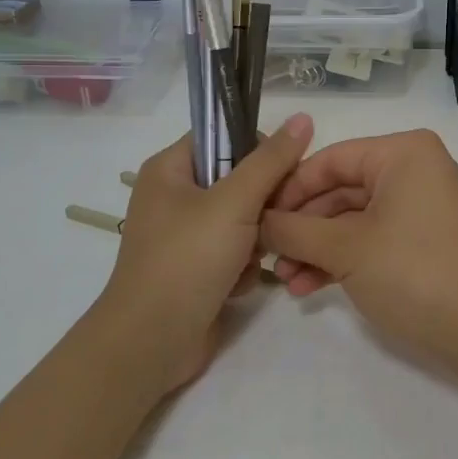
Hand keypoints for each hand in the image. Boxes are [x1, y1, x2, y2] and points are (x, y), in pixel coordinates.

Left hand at [96, 111, 313, 395]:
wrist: (153, 341)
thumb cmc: (187, 259)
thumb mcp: (234, 202)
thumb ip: (271, 161)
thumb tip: (304, 117)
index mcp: (169, 169)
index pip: (222, 136)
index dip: (256, 147)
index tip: (285, 171)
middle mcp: (175, 197)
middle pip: (238, 180)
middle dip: (262, 203)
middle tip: (274, 218)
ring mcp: (186, 235)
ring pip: (243, 218)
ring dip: (256, 239)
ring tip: (254, 258)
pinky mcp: (198, 268)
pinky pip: (236, 251)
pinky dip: (244, 266)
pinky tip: (239, 284)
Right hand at [260, 129, 457, 370]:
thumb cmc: (411, 271)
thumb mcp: (344, 248)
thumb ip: (294, 229)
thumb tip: (258, 222)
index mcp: (402, 153)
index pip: (330, 160)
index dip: (289, 190)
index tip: (255, 219)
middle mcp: (413, 169)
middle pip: (340, 190)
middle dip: (302, 227)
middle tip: (267, 256)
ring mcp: (420, 206)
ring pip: (353, 219)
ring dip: (317, 249)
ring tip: (286, 281)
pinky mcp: (422, 239)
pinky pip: (372, 237)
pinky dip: (342, 259)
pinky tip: (309, 287)